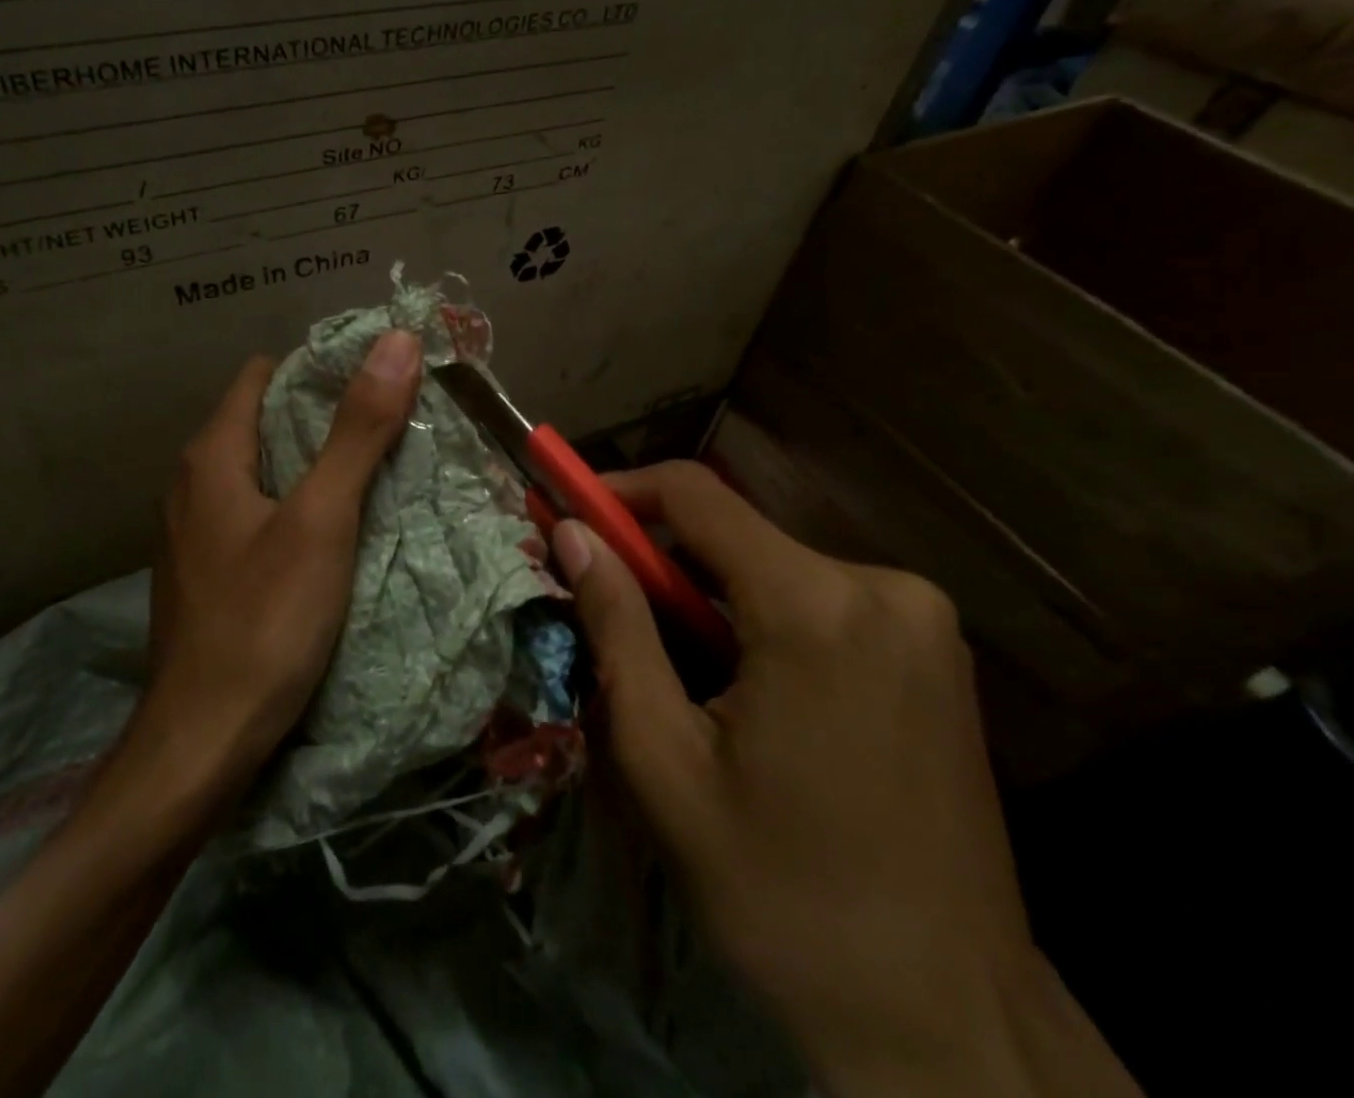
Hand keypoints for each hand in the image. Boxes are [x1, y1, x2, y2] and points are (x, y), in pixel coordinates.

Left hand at [138, 332, 422, 779]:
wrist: (201, 742)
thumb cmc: (263, 621)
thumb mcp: (320, 520)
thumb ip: (357, 431)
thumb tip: (397, 340)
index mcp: (212, 455)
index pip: (265, 375)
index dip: (319, 370)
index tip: (379, 383)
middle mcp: (192, 481)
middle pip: (265, 421)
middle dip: (325, 418)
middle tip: (392, 428)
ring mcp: (194, 530)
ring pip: (262, 471)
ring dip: (313, 465)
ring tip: (374, 474)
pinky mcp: (207, 570)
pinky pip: (255, 513)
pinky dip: (294, 507)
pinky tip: (333, 532)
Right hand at [552, 462, 1139, 1097]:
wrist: (948, 1025)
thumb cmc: (782, 894)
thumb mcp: (664, 758)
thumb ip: (616, 626)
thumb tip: (571, 534)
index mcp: (815, 606)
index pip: (695, 494)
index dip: (619, 491)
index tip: (567, 516)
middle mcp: (882, 587)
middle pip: (734, 533)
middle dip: (658, 559)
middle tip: (604, 609)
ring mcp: (921, 619)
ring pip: (772, 566)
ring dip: (706, 596)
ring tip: (670, 671)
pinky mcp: (935, 652)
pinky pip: (818, 599)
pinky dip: (758, 618)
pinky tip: (740, 690)